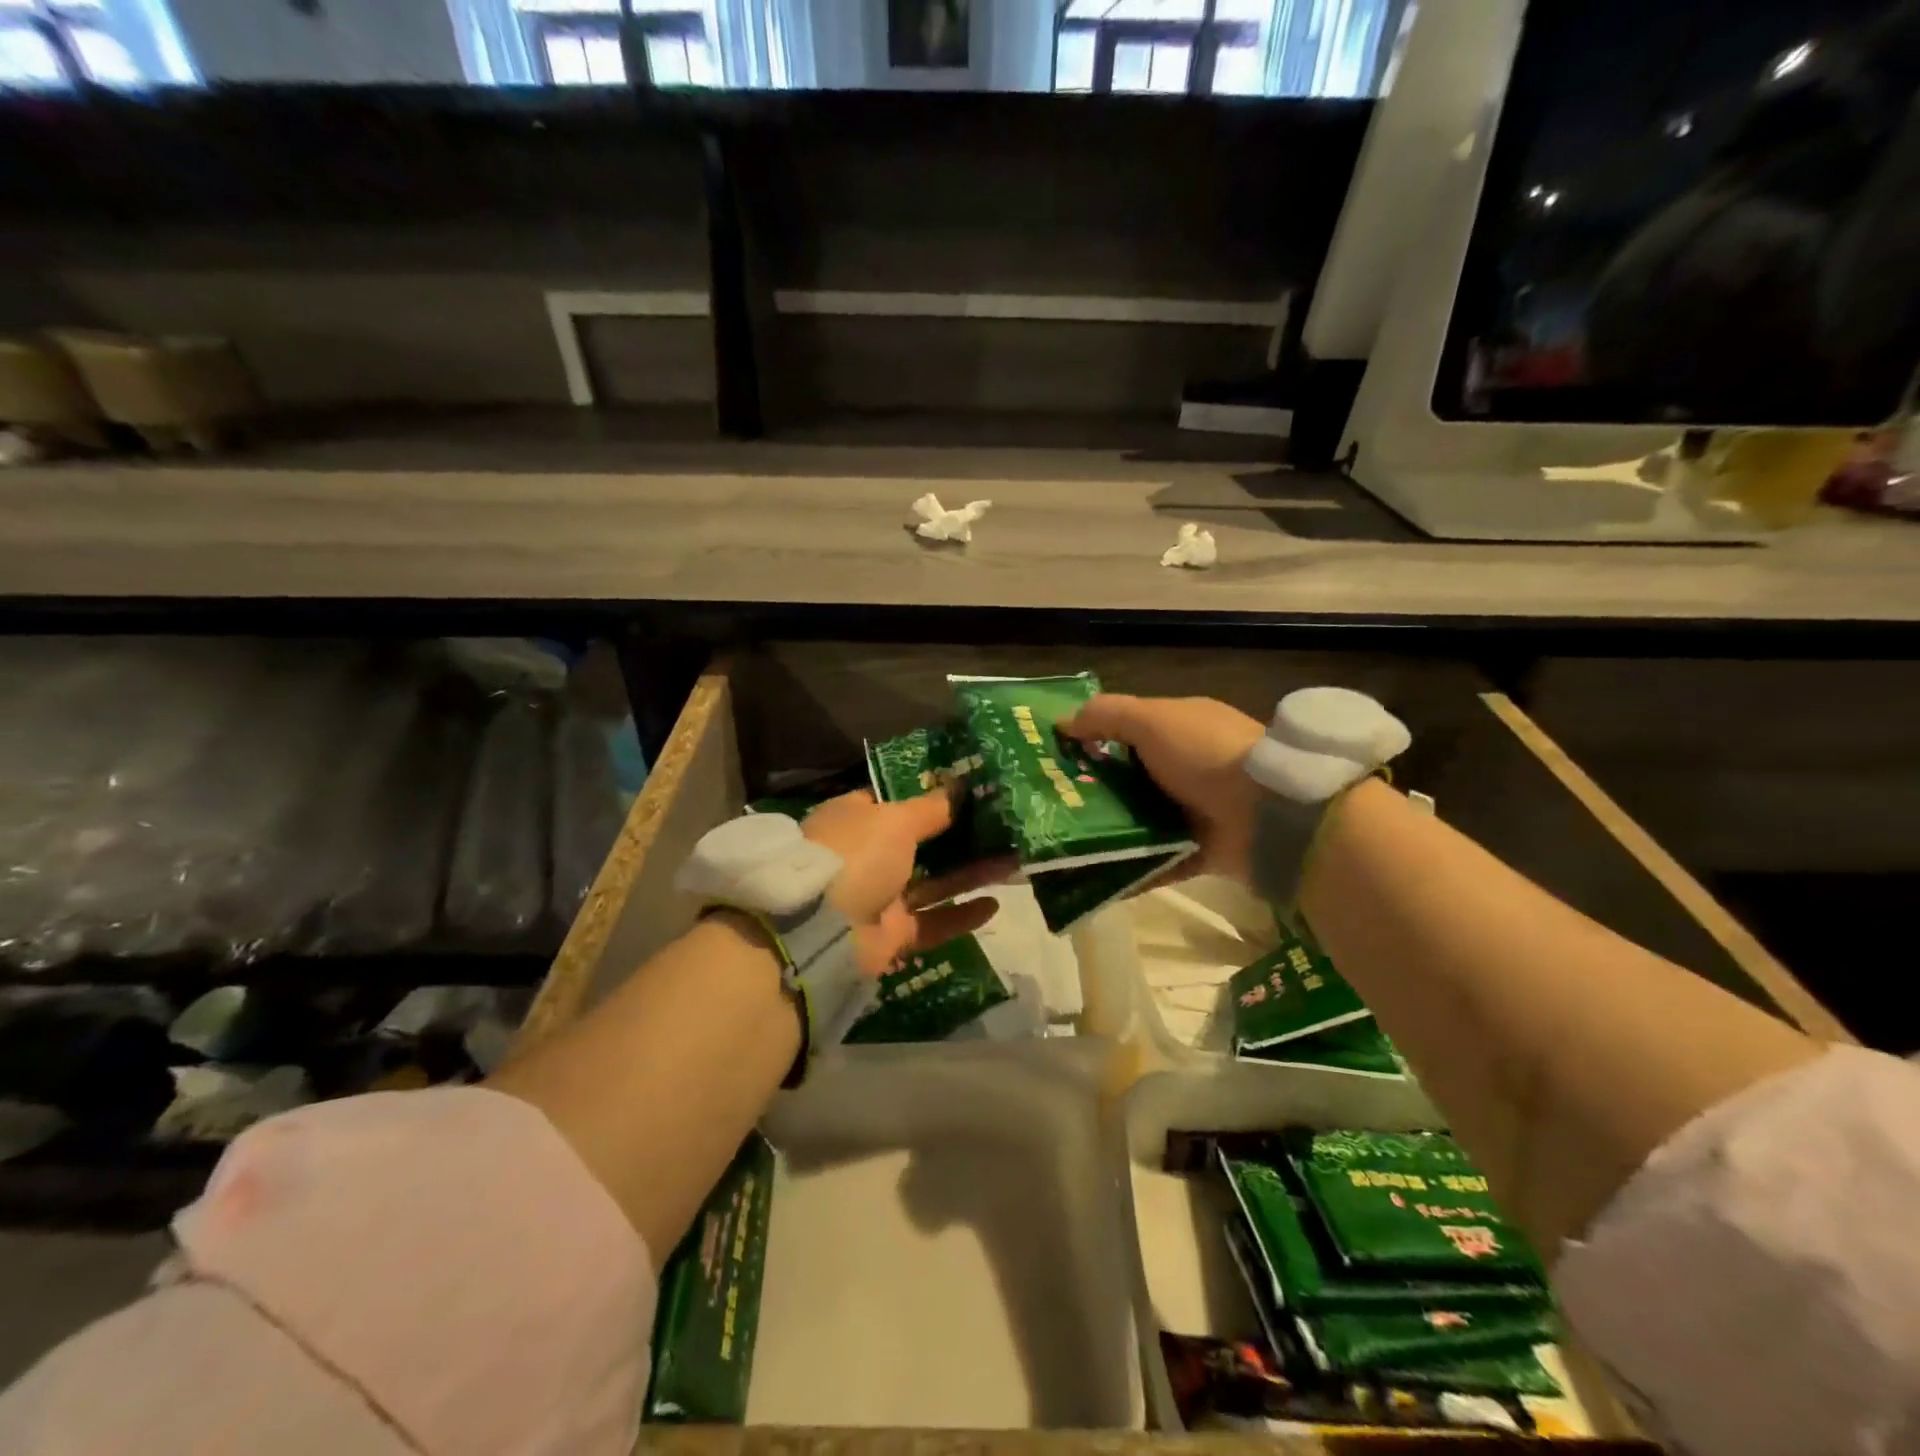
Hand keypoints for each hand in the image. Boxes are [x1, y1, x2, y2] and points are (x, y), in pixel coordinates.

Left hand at [800, 790, 1010, 976]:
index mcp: (856, 819)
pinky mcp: (892, 935)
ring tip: (1012, 861)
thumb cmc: (856, 854)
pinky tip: (995, 904)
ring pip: (933, 883)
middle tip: (1001, 826)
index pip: (895, 800)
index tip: (969, 790)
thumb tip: (961, 786)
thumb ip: (932, 807)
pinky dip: (961, 915)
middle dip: (959, 836)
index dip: (930, 795)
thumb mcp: (896, 819)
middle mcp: (865, 856)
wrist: (820, 931)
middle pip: (920, 844)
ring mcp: (878, 897)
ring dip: (970, 873)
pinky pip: (933, 921)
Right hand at [1060, 694, 1266, 886]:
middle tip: (1050, 807)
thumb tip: (1062, 723)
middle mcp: (1188, 768)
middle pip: (1129, 779)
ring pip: (1140, 822)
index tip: (1053, 759)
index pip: (1127, 731)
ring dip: (1108, 833)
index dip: (1091, 741)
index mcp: (1180, 729)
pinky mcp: (1200, 852)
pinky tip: (1094, 879)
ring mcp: (1196, 812)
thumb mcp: (1152, 718)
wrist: (1271, 814)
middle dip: (1093, 792)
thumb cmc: (1206, 754)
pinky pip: (1156, 863)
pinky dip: (1130, 871)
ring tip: (1062, 845)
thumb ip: (1106, 715)